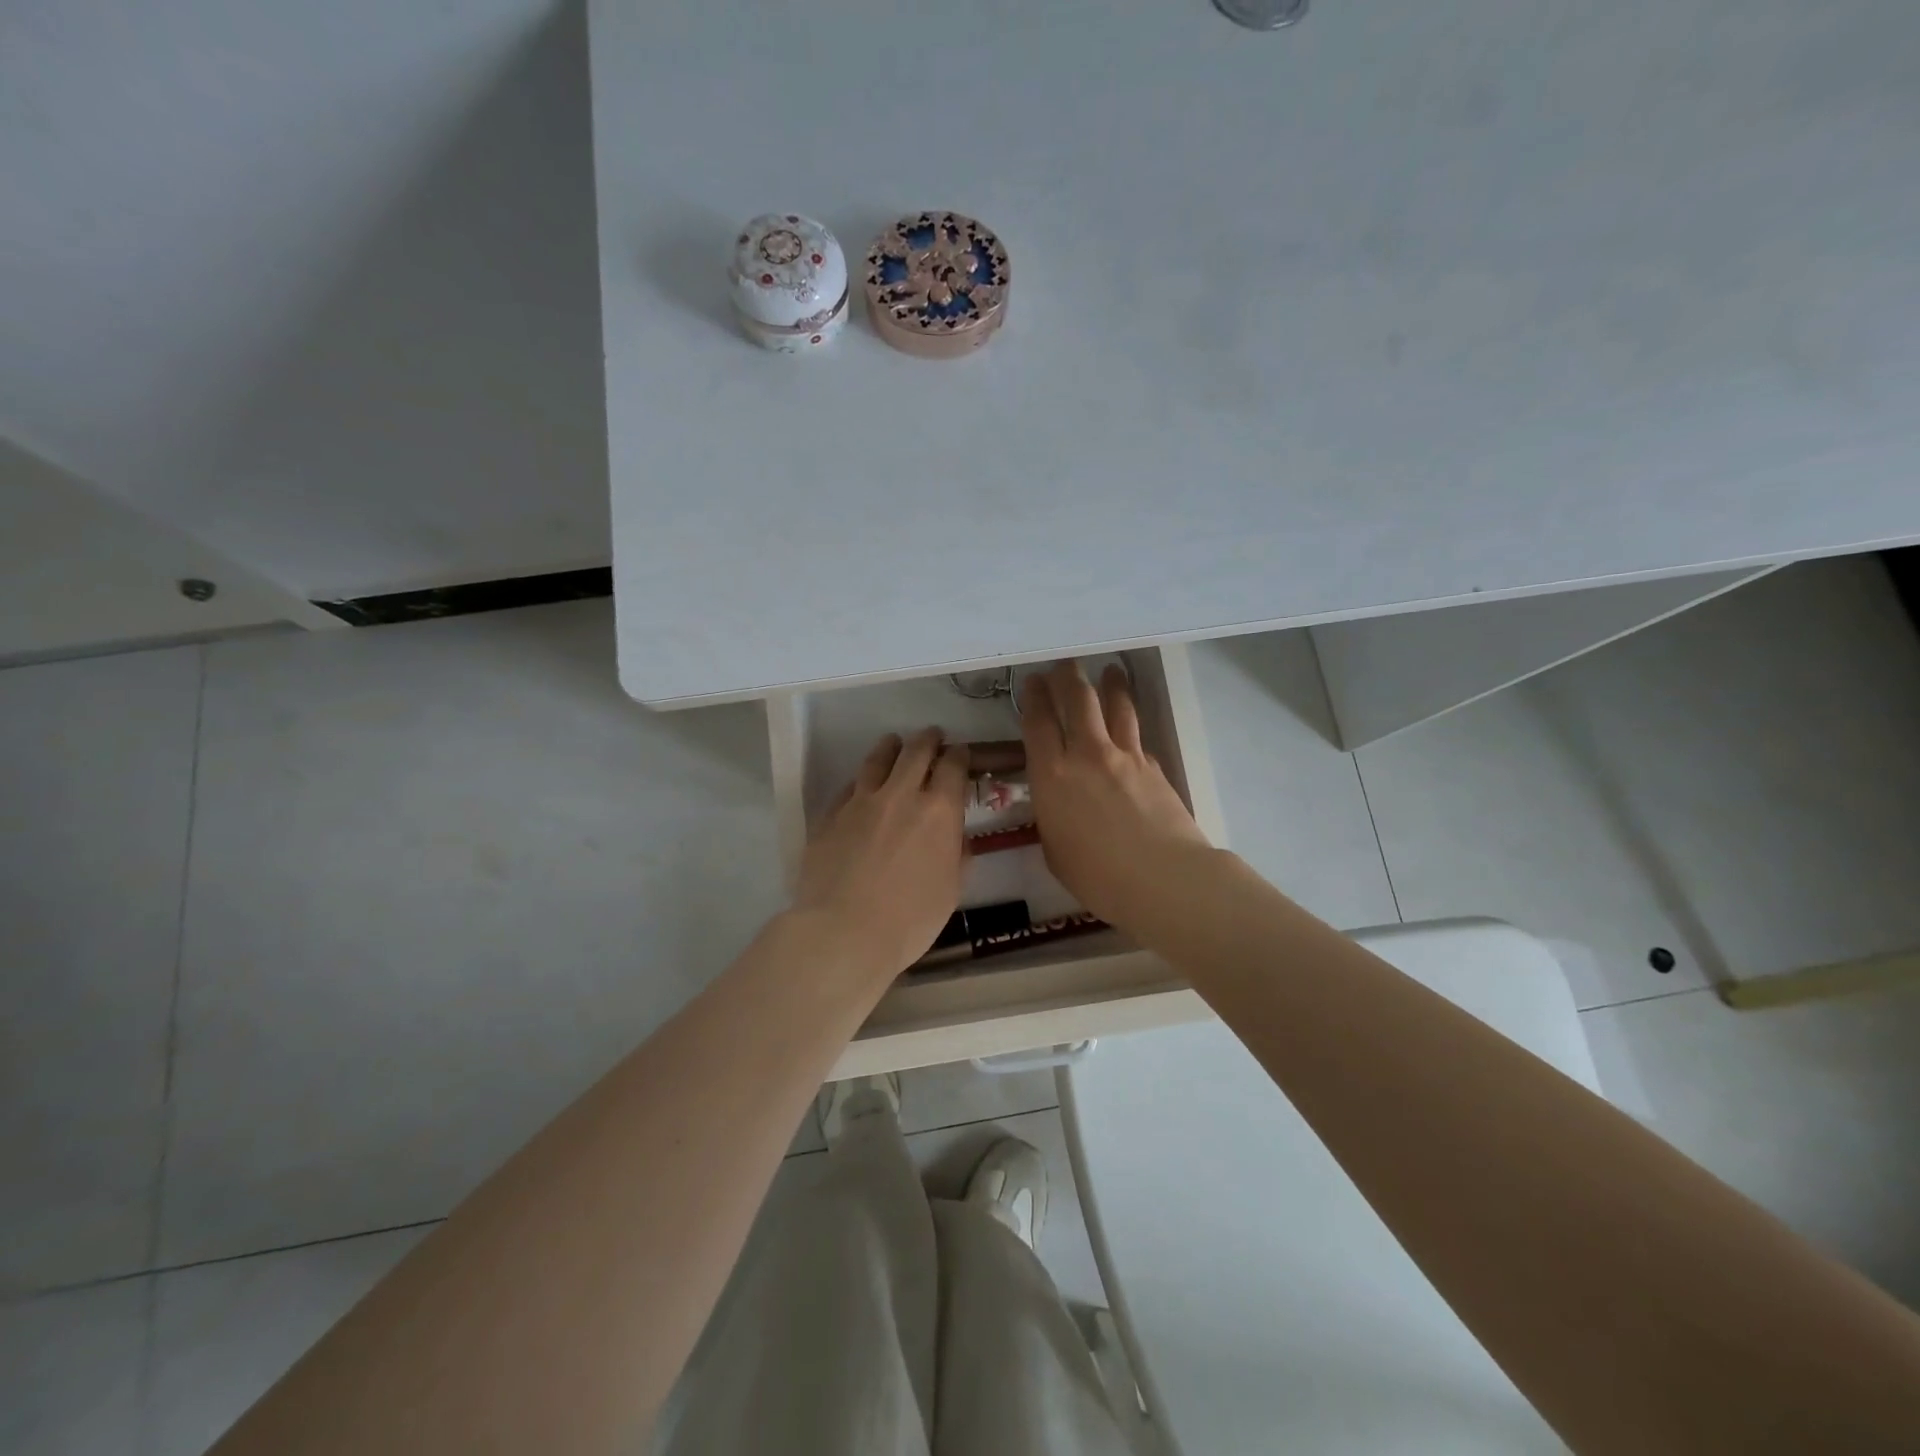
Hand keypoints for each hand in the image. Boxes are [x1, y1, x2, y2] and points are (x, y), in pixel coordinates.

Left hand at [794, 728, 969, 980]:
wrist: (843, 932)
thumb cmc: (910, 920)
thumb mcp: (950, 890)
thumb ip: (956, 855)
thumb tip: (955, 837)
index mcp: (939, 811)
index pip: (953, 766)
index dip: (959, 756)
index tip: (959, 754)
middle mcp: (901, 795)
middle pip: (916, 752)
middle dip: (928, 740)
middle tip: (932, 736)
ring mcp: (860, 802)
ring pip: (878, 760)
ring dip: (891, 747)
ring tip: (894, 743)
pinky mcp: (830, 815)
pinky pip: (849, 787)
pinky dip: (862, 781)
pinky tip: (862, 785)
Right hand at [1022, 661, 1209, 929]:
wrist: (1162, 878)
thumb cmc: (1097, 875)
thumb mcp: (1055, 849)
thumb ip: (1052, 816)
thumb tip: (1058, 802)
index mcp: (1052, 775)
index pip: (1038, 722)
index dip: (1033, 697)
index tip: (1032, 682)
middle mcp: (1086, 754)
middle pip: (1078, 700)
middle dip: (1067, 677)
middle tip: (1064, 665)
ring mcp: (1124, 755)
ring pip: (1116, 706)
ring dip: (1110, 685)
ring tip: (1110, 671)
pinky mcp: (1153, 765)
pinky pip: (1137, 737)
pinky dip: (1130, 726)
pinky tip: (1129, 726)